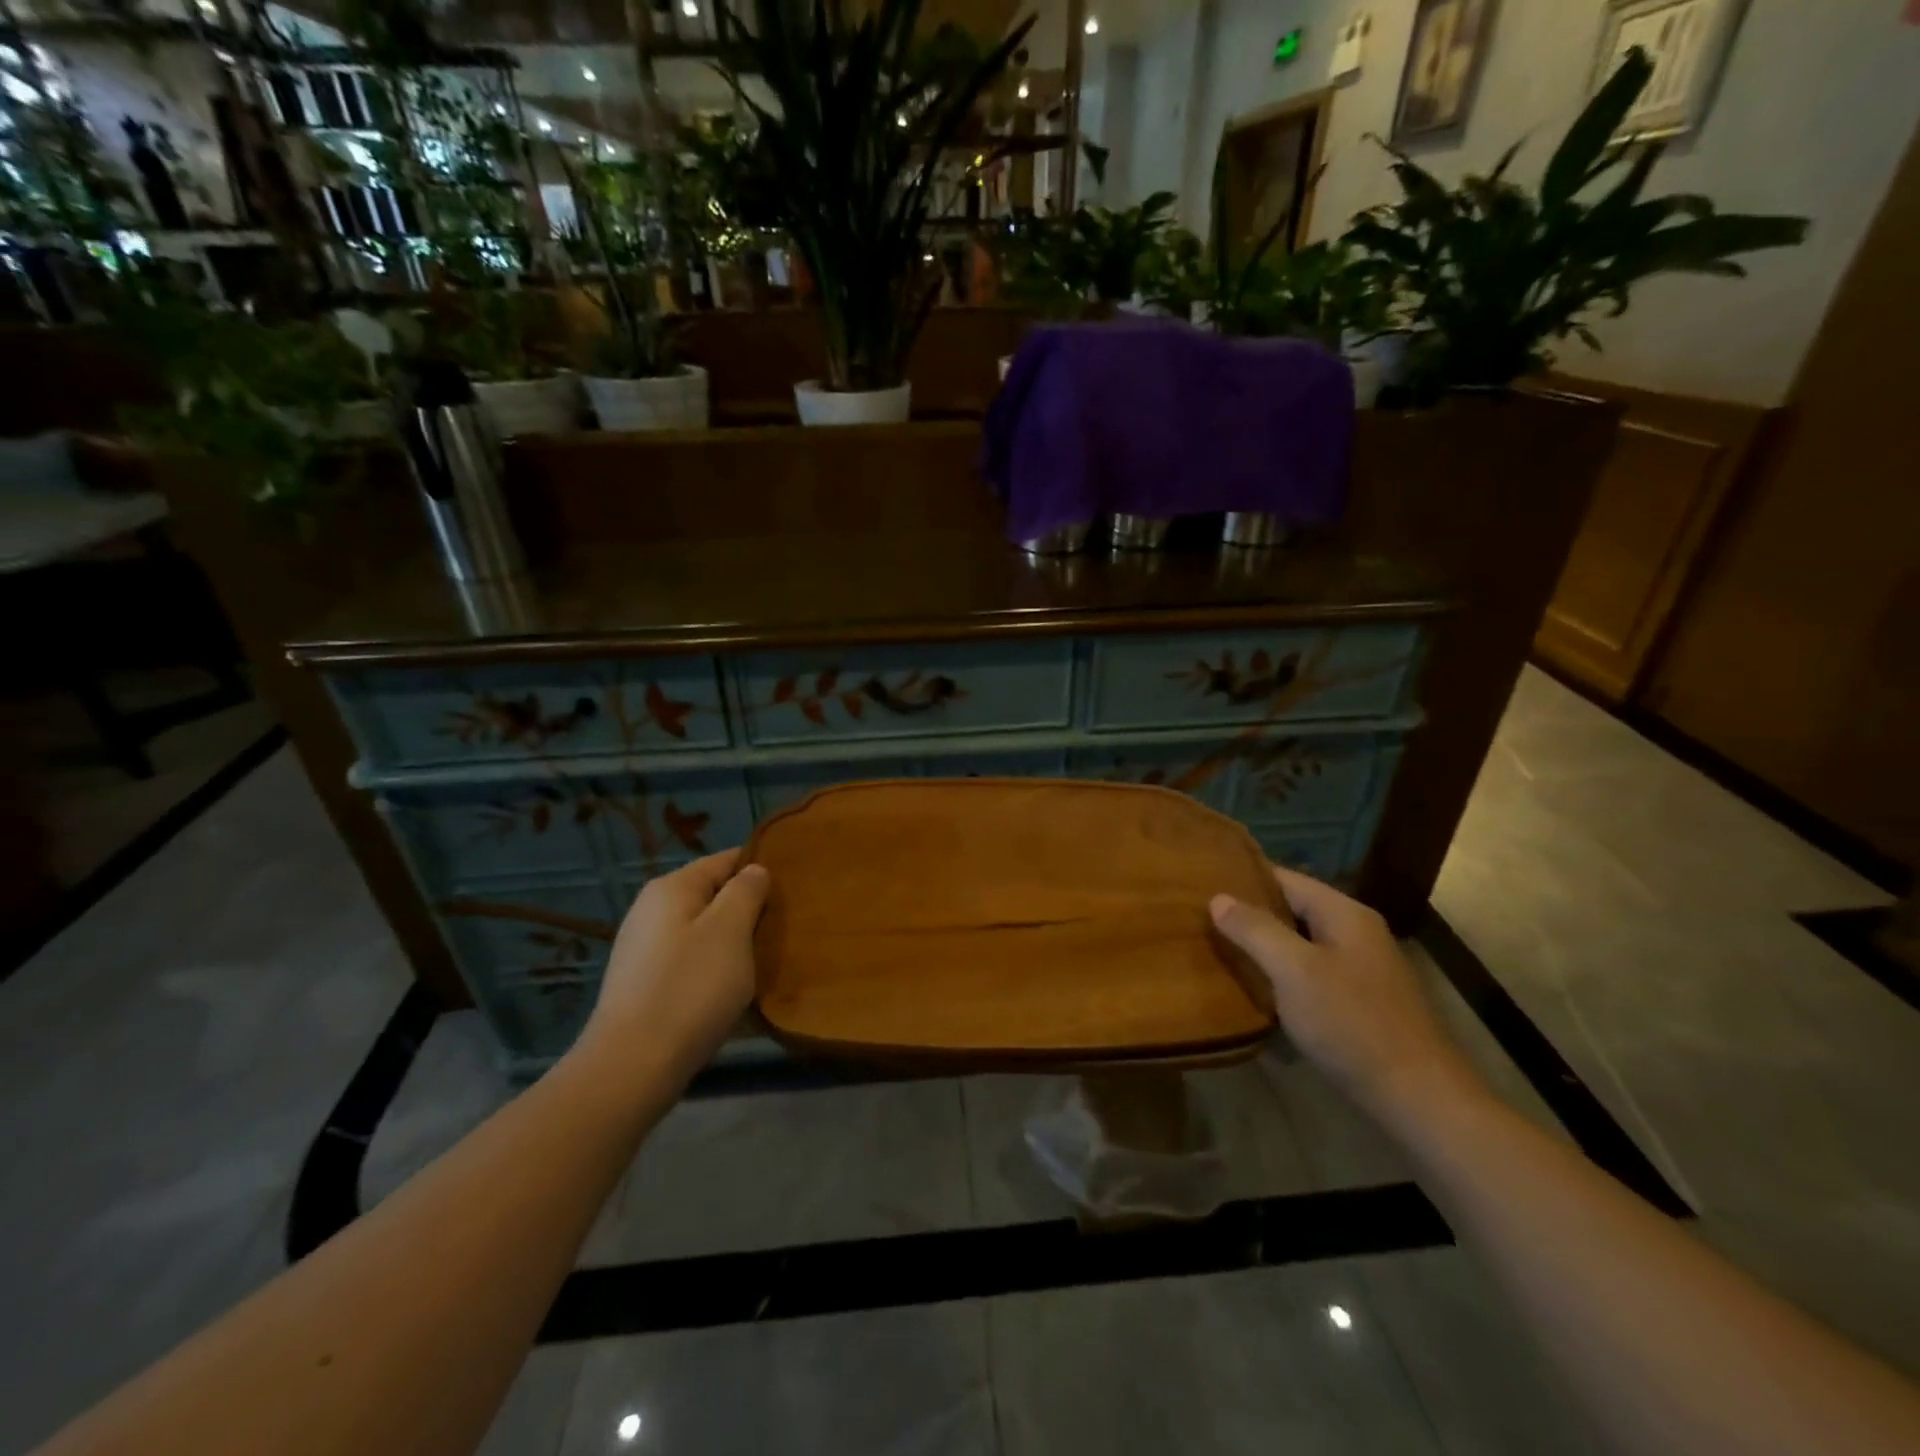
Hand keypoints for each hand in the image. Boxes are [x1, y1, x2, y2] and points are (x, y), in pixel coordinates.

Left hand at [572, 850, 770, 1095]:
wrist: (633, 1065)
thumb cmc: (690, 987)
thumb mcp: (730, 930)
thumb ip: (745, 892)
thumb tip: (753, 870)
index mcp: (672, 887)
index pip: (725, 860)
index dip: (759, 869)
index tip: (791, 890)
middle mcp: (651, 909)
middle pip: (712, 895)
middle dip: (746, 908)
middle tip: (781, 929)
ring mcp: (643, 947)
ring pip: (701, 930)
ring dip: (731, 941)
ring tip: (762, 959)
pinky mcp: (642, 982)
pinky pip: (688, 959)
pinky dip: (711, 966)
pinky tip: (728, 989)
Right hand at [1210, 865, 1486, 1129]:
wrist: (1418, 1099)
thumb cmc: (1353, 1023)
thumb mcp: (1295, 971)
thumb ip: (1255, 929)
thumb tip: (1218, 897)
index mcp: (1344, 914)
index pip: (1285, 878)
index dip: (1244, 877)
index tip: (1200, 882)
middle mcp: (1354, 934)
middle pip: (1292, 911)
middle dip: (1248, 914)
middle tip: (1199, 918)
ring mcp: (1359, 971)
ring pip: (1298, 946)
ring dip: (1262, 948)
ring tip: (1215, 950)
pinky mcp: (1357, 1004)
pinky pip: (1308, 976)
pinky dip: (1280, 977)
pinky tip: (1252, 990)